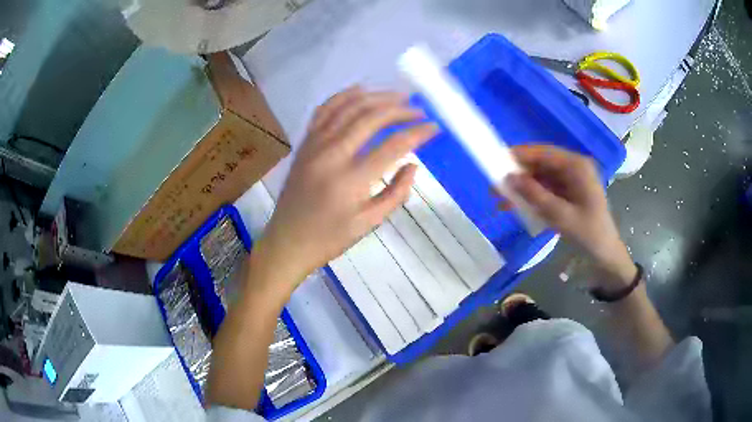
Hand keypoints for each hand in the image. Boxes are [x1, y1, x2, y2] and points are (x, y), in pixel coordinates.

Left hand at [253, 87, 438, 289]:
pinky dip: (344, 96)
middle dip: (400, 110)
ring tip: (398, 96)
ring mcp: (315, 144)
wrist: (287, 240)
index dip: (418, 133)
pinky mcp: (305, 142)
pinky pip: (325, 109)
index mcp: (352, 180)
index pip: (394, 145)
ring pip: (349, 106)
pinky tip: (361, 90)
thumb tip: (413, 165)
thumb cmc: (330, 238)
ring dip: (376, 97)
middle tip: (418, 110)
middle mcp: (333, 154)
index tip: (434, 127)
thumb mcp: (369, 224)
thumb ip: (396, 193)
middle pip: (372, 117)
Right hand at [506, 144, 635, 288]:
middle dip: (518, 175)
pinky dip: (531, 198)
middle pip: (541, 164)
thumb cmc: (588, 234)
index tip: (497, 161)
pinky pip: (546, 190)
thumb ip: (535, 195)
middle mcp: (574, 169)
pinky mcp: (568, 194)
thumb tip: (509, 178)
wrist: (605, 255)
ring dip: (522, 188)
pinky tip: (515, 207)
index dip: (520, 155)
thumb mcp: (561, 216)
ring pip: (541, 178)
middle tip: (495, 186)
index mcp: (577, 167)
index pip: (544, 153)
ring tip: (500, 200)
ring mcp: (571, 182)